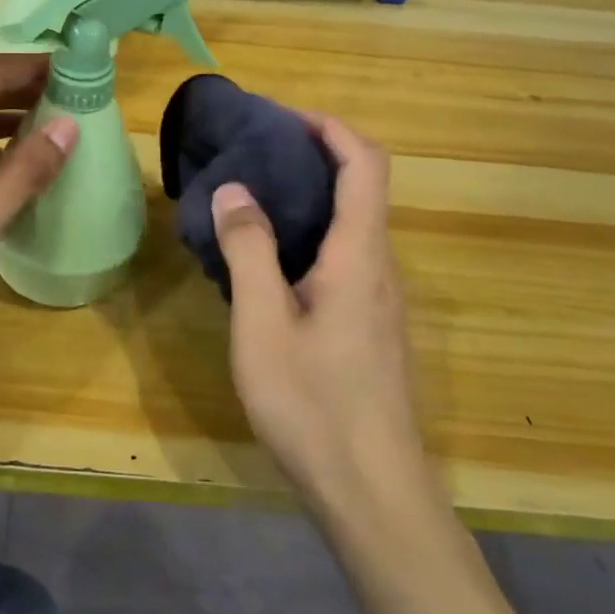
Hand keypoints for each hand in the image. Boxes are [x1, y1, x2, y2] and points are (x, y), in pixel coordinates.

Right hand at [211, 115, 430, 517]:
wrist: (373, 496)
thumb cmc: (314, 406)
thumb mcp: (263, 325)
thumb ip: (249, 252)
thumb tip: (234, 188)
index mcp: (360, 256)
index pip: (365, 164)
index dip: (330, 128)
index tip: (281, 117)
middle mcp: (380, 268)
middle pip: (362, 187)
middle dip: (314, 155)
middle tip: (254, 153)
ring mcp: (379, 300)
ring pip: (352, 224)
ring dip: (310, 196)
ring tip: (251, 197)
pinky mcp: (369, 326)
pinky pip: (343, 257)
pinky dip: (309, 234)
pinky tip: (266, 260)